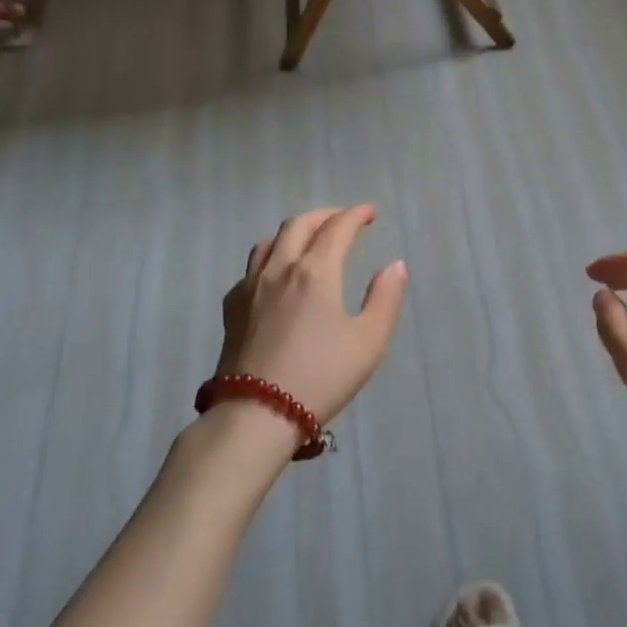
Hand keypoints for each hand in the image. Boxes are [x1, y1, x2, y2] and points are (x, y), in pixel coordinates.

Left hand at [217, 206, 407, 426]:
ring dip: (294, 231)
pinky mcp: (232, 309)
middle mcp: (280, 268)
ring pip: (269, 241)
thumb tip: (395, 265)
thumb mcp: (369, 341)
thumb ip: (385, 298)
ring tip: (309, 240)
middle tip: (343, 220)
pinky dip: (271, 257)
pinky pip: (251, 268)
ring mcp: (250, 287)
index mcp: (316, 271)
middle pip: (299, 225)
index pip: (337, 227)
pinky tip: (276, 276)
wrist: (255, 415)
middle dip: (325, 215)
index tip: (370, 212)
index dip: (356, 214)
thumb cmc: (321, 376)